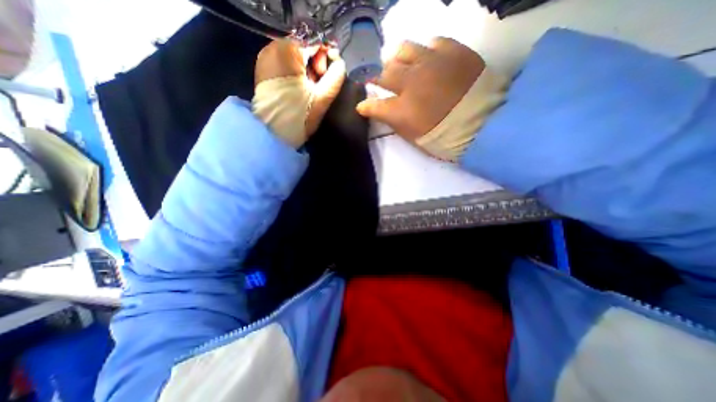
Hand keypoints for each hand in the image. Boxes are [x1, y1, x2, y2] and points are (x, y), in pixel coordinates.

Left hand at [255, 37, 345, 146]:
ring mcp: (265, 60)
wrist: (273, 135)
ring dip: (306, 72)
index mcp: (287, 51)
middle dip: (315, 66)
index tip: (326, 78)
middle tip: (317, 86)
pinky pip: (285, 66)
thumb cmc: (299, 116)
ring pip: (294, 58)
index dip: (325, 60)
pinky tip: (298, 91)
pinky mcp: (263, 72)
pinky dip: (295, 75)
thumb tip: (340, 65)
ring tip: (308, 91)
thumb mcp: (322, 98)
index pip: (314, 43)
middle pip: (303, 50)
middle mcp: (272, 49)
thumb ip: (336, 77)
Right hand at [358, 36, 492, 157]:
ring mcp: (431, 63)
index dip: (365, 106)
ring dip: (398, 59)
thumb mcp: (415, 138)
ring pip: (404, 50)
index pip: (373, 106)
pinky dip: (426, 51)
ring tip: (402, 65)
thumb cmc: (445, 137)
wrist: (483, 124)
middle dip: (376, 77)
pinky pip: (433, 42)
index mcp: (402, 110)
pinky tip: (429, 60)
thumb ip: (396, 123)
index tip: (362, 106)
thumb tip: (384, 112)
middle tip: (378, 80)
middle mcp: (411, 83)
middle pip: (384, 73)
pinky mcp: (453, 51)